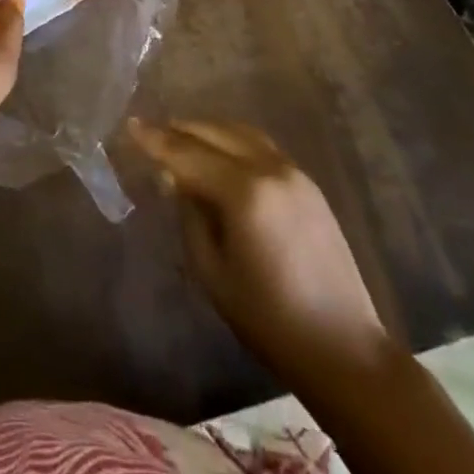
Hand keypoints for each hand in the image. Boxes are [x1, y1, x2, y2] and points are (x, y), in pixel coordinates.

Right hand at [129, 119, 393, 391]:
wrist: (344, 350)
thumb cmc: (268, 318)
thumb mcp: (212, 271)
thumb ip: (189, 215)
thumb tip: (174, 178)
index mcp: (244, 191)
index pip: (187, 153)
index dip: (154, 140)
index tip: (129, 124)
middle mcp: (269, 168)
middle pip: (213, 133)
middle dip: (178, 130)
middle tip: (150, 132)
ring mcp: (293, 172)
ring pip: (238, 132)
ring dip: (206, 130)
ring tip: (180, 137)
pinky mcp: (307, 183)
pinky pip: (260, 145)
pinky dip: (232, 140)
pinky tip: (218, 152)